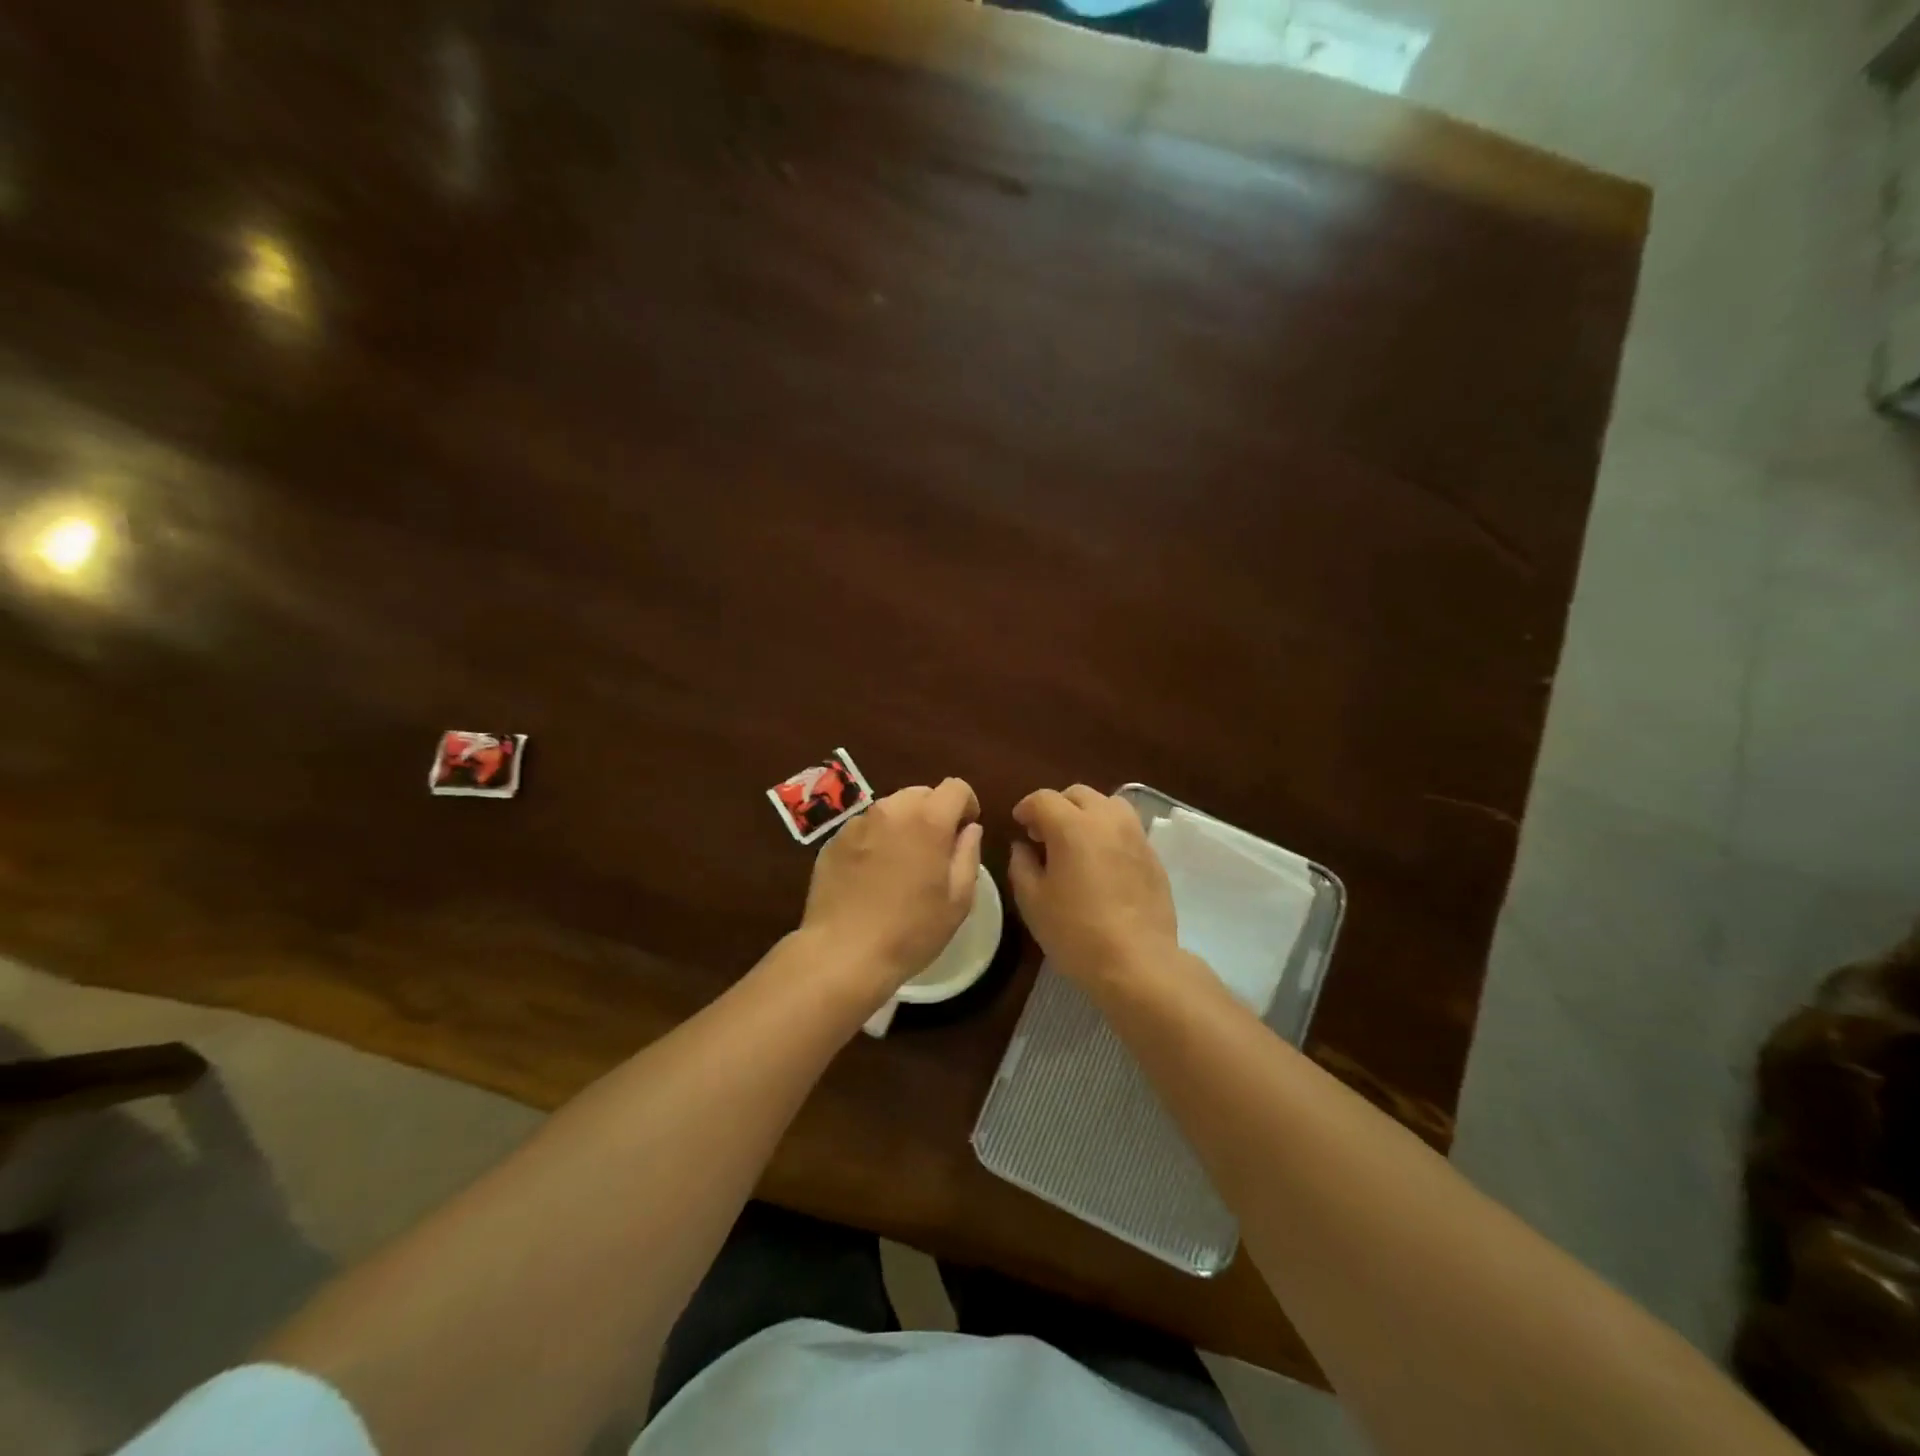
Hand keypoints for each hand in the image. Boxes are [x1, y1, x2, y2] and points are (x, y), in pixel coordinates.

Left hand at [800, 778, 983, 997]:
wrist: (842, 953)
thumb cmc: (910, 930)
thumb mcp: (958, 900)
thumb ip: (968, 854)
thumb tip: (969, 829)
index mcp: (928, 820)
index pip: (956, 787)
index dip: (967, 804)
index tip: (965, 831)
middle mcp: (891, 810)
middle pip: (921, 794)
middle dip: (934, 813)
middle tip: (935, 851)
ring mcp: (857, 823)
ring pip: (891, 809)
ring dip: (903, 825)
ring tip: (902, 863)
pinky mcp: (833, 840)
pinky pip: (865, 828)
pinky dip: (876, 840)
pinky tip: (872, 875)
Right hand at [1008, 785, 1178, 988]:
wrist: (1137, 962)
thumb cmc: (1076, 932)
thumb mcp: (1033, 901)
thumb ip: (1022, 865)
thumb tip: (1023, 846)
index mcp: (1072, 826)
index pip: (1043, 798)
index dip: (1026, 808)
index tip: (1019, 826)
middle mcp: (1106, 819)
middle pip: (1078, 794)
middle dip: (1057, 807)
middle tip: (1045, 836)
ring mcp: (1135, 835)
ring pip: (1108, 804)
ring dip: (1087, 814)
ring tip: (1078, 842)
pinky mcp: (1153, 855)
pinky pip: (1127, 828)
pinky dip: (1109, 832)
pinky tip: (1102, 862)